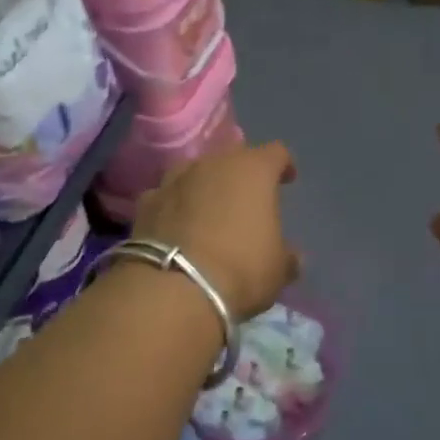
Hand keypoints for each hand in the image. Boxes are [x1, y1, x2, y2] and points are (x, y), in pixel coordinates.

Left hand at [132, 140, 298, 319]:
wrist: (174, 286)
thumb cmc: (241, 269)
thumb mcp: (277, 270)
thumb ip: (287, 257)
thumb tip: (293, 256)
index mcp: (254, 170)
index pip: (276, 152)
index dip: (284, 164)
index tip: (288, 179)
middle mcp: (213, 163)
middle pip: (232, 156)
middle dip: (241, 173)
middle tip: (247, 197)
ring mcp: (175, 178)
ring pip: (195, 170)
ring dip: (204, 184)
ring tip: (209, 208)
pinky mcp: (146, 201)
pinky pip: (167, 195)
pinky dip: (174, 205)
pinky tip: (176, 225)